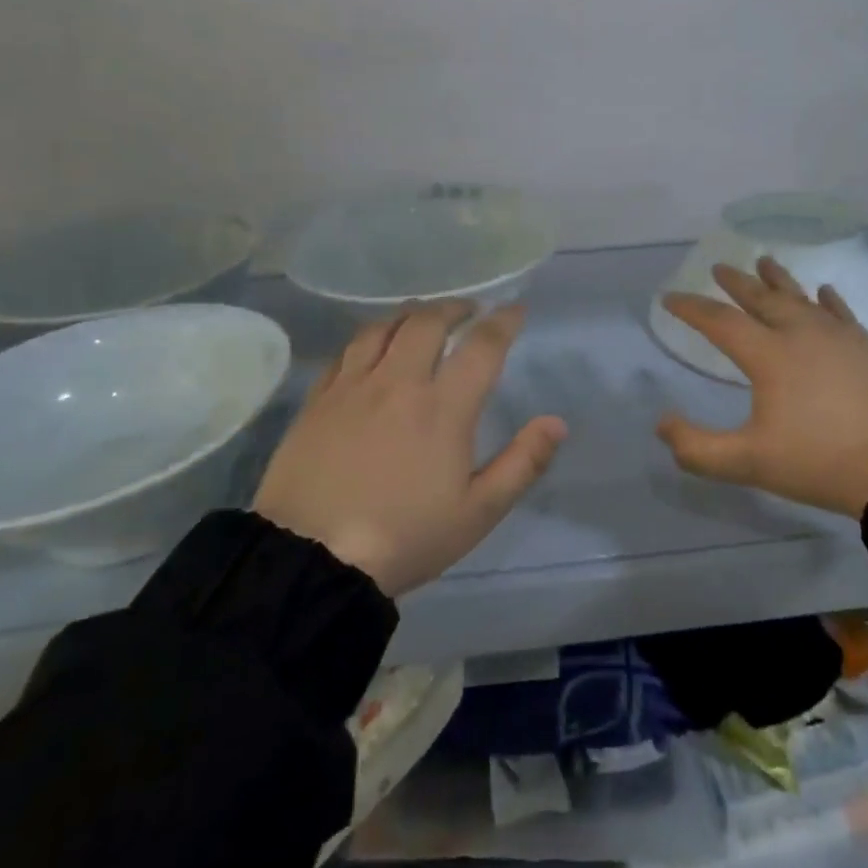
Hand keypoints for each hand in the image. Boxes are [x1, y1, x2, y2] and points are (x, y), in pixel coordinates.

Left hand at [254, 303, 566, 595]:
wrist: (311, 560)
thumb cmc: (405, 537)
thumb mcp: (478, 512)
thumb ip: (522, 463)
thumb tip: (556, 422)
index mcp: (443, 407)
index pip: (481, 346)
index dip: (503, 321)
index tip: (515, 309)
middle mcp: (398, 383)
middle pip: (428, 322)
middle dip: (455, 308)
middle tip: (469, 311)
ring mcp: (353, 387)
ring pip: (384, 327)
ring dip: (411, 314)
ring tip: (423, 318)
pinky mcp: (318, 400)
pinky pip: (347, 350)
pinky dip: (371, 336)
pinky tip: (374, 346)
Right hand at [656, 258, 867, 518]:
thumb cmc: (820, 461)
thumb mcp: (748, 463)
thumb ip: (697, 448)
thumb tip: (662, 424)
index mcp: (769, 355)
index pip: (720, 322)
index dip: (692, 308)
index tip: (670, 298)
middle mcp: (801, 334)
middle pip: (762, 298)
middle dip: (737, 283)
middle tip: (719, 267)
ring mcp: (839, 337)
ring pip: (801, 298)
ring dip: (779, 279)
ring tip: (765, 260)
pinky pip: (841, 313)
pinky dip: (828, 300)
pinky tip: (824, 291)